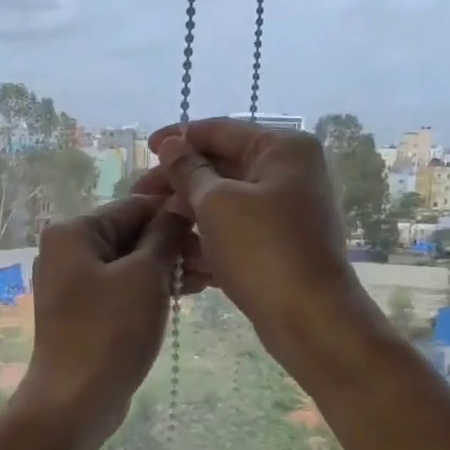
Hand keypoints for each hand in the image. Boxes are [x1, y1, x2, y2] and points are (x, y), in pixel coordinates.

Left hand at [15, 196, 195, 443]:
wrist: (75, 401)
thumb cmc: (110, 332)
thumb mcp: (146, 275)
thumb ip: (165, 234)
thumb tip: (182, 203)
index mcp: (74, 231)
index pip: (135, 205)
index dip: (177, 214)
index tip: (216, 228)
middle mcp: (67, 250)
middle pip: (131, 233)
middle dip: (174, 244)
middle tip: (217, 261)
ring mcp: (73, 283)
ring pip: (130, 262)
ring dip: (168, 267)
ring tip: (209, 280)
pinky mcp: (84, 311)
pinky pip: (123, 287)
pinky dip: (151, 288)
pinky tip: (185, 295)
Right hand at [136, 119, 383, 376]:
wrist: (310, 318)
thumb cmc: (263, 251)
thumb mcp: (217, 204)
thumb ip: (189, 171)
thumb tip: (171, 145)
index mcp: (282, 149)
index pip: (221, 131)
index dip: (180, 138)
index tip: (145, 149)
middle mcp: (287, 174)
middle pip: (221, 169)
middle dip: (178, 185)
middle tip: (138, 199)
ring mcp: (284, 213)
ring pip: (224, 206)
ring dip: (187, 218)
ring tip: (152, 232)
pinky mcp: (276, 248)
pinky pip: (234, 236)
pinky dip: (207, 245)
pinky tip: (176, 261)